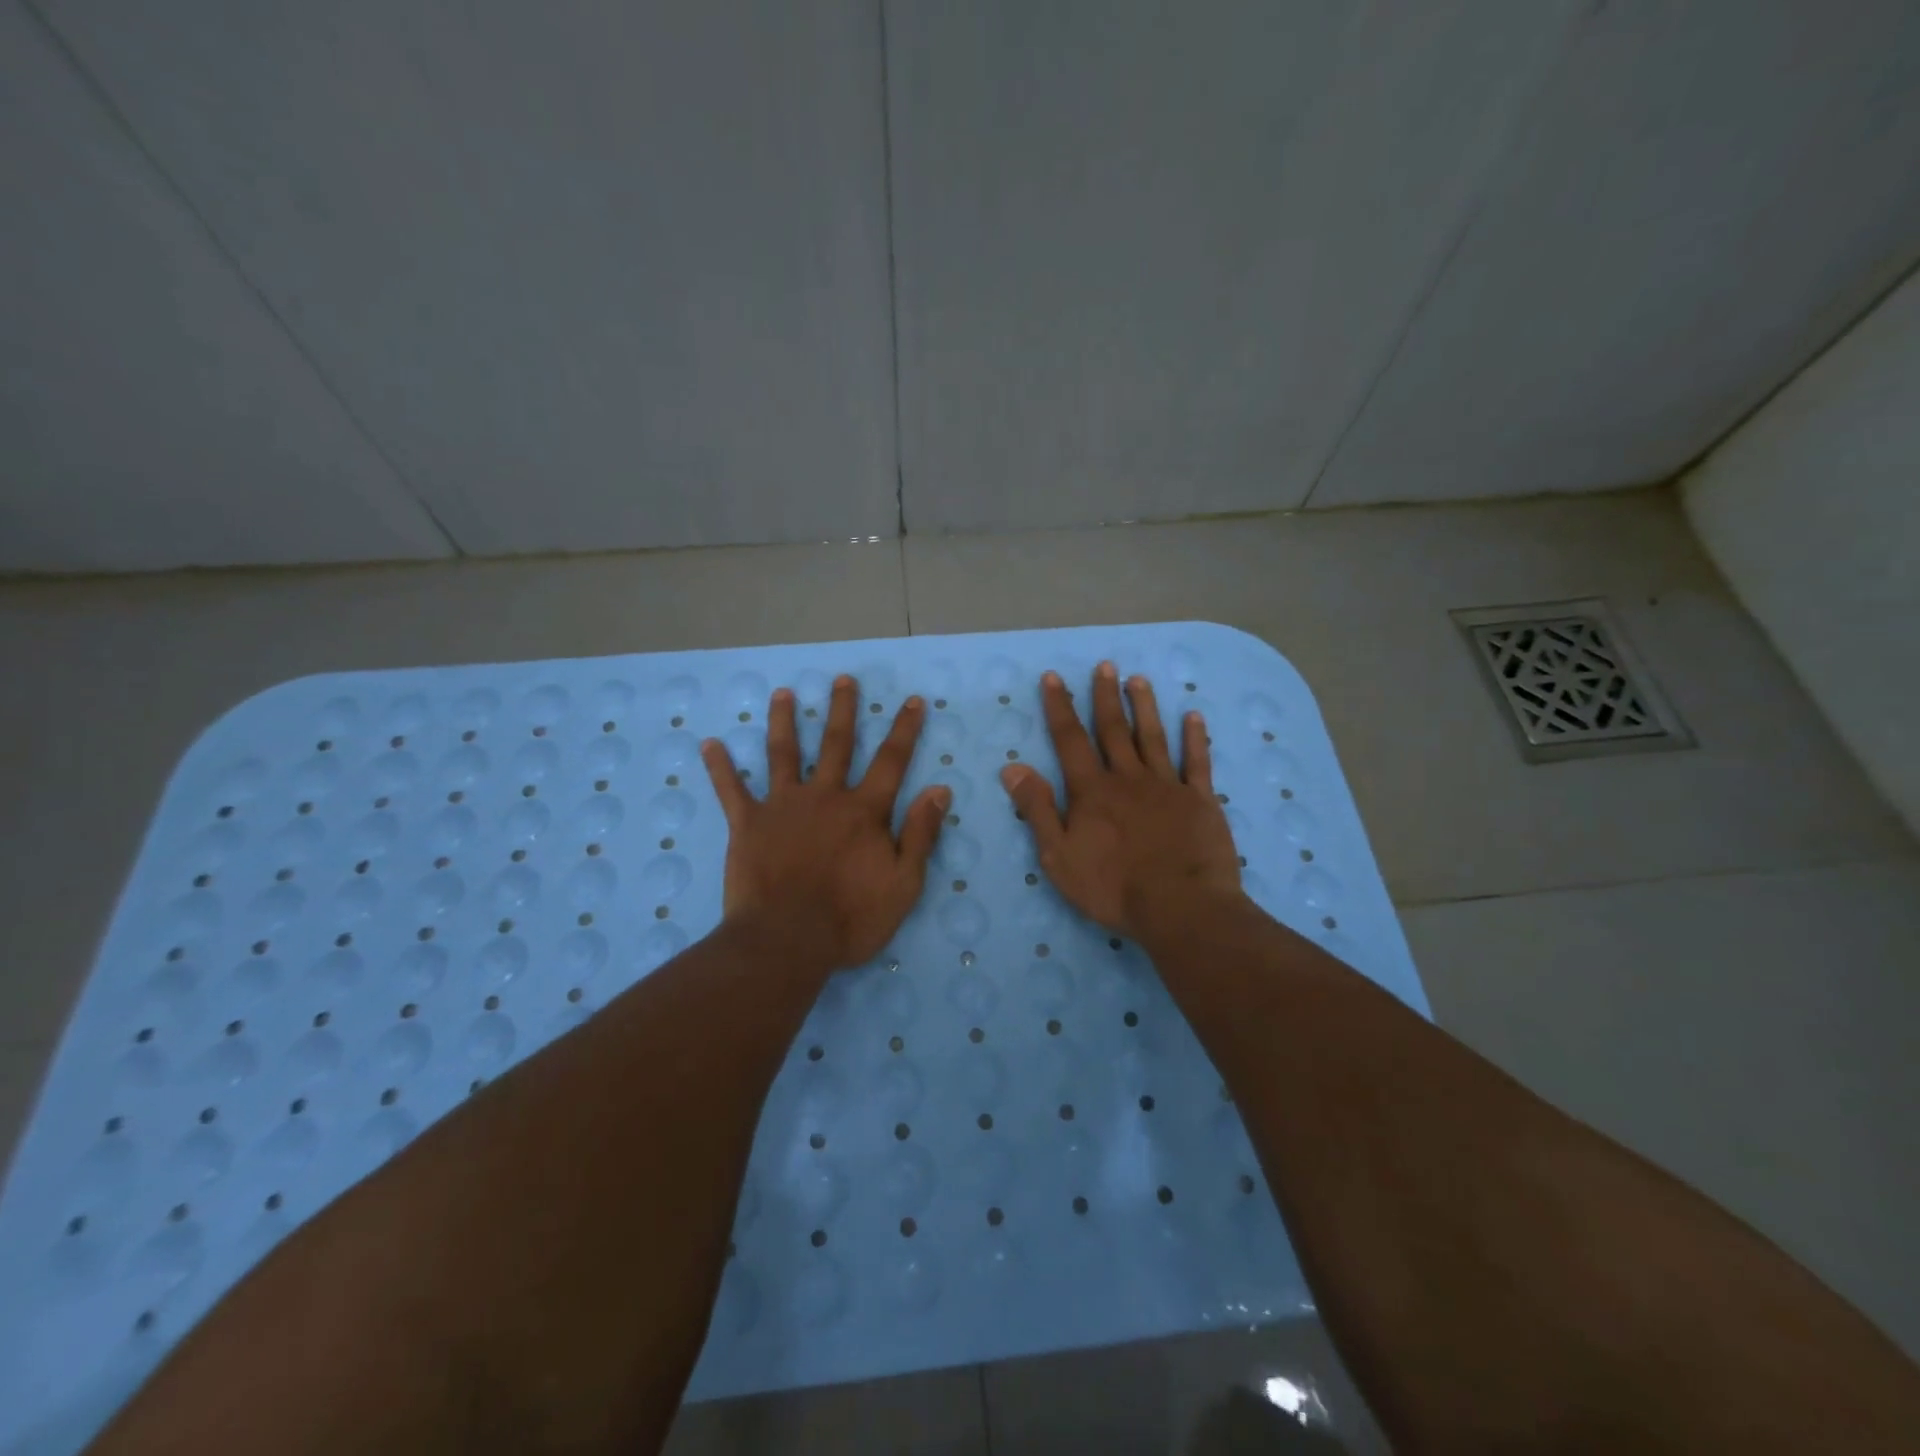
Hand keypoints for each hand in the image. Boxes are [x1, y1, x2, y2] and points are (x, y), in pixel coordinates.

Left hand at [702, 675, 948, 972]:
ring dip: (783, 721)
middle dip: (842, 710)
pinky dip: (720, 767)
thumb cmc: (851, 917)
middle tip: (842, 679)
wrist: (787, 940)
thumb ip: (921, 833)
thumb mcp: (903, 883)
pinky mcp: (747, 825)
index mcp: (863, 811)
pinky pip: (731, 790)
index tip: (911, 700)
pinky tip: (709, 744)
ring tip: (782, 694)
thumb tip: (940, 789)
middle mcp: (824, 796)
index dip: (904, 729)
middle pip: (836, 745)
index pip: (891, 761)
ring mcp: (782, 806)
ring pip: (783, 754)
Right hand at [1000, 662, 1244, 940]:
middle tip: (1105, 665)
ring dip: (1145, 707)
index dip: (1060, 707)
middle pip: (1114, 730)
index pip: (1070, 739)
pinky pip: (1197, 762)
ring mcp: (1167, 786)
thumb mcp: (1058, 855)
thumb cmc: (1112, 887)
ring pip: (1153, 737)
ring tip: (1138, 680)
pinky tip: (1194, 717)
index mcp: (1092, 791)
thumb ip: (1038, 809)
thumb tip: (1013, 767)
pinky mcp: (1200, 800)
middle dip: (1105, 696)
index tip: (1054, 677)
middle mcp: (1128, 778)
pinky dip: (1196, 738)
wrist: (1181, 907)